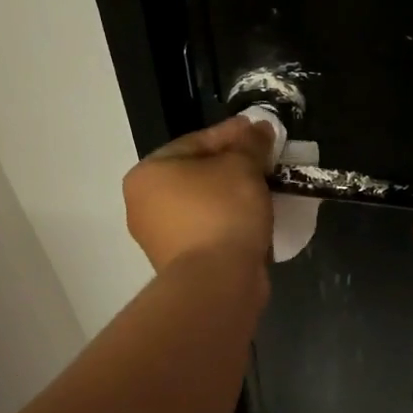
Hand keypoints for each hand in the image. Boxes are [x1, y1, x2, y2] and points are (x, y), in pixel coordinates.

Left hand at [124, 116, 274, 272]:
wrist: (216, 282)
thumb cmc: (222, 212)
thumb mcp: (243, 166)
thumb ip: (251, 143)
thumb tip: (260, 129)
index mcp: (148, 174)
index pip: (197, 142)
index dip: (233, 133)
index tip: (261, 130)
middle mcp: (144, 204)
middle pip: (199, 173)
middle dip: (234, 165)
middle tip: (267, 159)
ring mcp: (160, 237)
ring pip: (205, 203)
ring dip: (234, 194)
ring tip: (267, 187)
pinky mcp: (180, 263)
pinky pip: (210, 229)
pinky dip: (231, 220)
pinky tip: (257, 216)